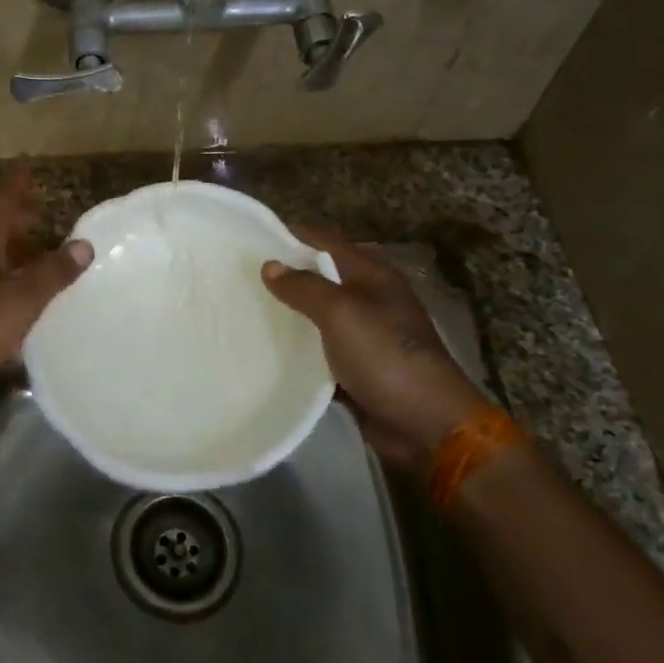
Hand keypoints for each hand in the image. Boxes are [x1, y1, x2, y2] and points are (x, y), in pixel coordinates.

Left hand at [0, 170, 92, 405]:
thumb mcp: (20, 303)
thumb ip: (52, 273)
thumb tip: (84, 244)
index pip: (0, 202)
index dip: (17, 184)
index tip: (30, 165)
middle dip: (16, 216)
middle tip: (42, 211)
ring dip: (9, 246)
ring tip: (36, 252)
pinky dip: (0, 269)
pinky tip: (13, 290)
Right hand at [261, 226, 487, 470]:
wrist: (426, 426)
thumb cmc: (387, 358)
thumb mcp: (343, 314)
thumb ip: (305, 287)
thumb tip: (270, 266)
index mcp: (372, 276)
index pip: (325, 242)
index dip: (291, 236)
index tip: (249, 237)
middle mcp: (368, 299)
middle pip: (318, 277)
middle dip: (283, 275)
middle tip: (237, 275)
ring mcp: (362, 335)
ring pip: (315, 315)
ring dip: (286, 313)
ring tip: (243, 308)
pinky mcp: (353, 367)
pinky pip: (317, 349)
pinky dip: (295, 347)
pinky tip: (264, 348)